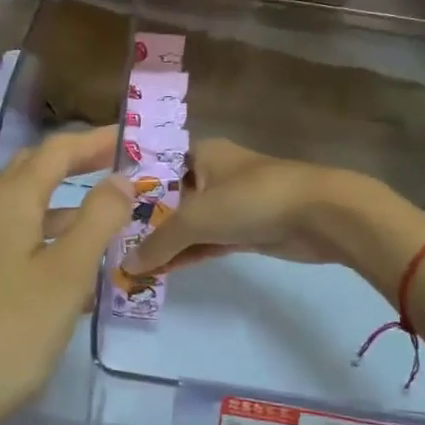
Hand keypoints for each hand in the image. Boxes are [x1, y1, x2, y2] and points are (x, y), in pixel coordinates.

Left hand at [0, 127, 133, 424]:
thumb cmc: (6, 334)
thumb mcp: (65, 276)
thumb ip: (97, 221)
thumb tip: (120, 177)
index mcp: (8, 203)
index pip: (55, 152)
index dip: (94, 142)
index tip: (129, 139)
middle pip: (30, 174)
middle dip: (73, 167)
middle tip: (115, 171)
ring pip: (17, 214)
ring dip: (59, 212)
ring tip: (100, 228)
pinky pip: (4, 247)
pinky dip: (38, 244)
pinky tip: (56, 280)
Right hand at [126, 137, 378, 274]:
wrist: (320, 215)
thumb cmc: (252, 199)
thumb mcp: (197, 219)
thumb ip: (159, 243)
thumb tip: (126, 266)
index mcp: (200, 153)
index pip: (156, 166)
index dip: (132, 187)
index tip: (104, 210)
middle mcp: (213, 173)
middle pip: (170, 197)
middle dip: (145, 221)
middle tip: (111, 244)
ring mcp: (231, 202)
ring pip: (190, 223)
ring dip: (166, 243)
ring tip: (130, 265)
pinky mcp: (246, 229)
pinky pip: (208, 241)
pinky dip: (188, 254)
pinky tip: (162, 271)